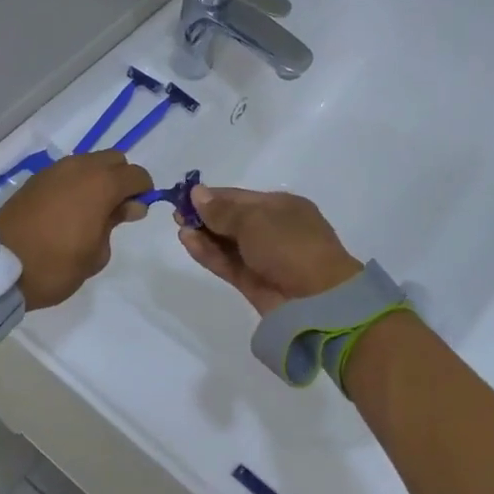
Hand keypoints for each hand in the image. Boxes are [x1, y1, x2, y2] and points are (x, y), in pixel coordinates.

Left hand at [0, 151, 151, 309]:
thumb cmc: (56, 266)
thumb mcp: (97, 254)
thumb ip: (116, 223)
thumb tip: (127, 206)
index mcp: (100, 185)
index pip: (136, 175)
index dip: (143, 192)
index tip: (135, 214)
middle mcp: (78, 168)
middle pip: (113, 159)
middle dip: (121, 179)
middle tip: (115, 211)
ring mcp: (53, 171)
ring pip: (88, 163)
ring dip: (96, 180)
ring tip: (89, 213)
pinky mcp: (35, 180)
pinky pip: (66, 173)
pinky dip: (74, 185)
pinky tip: (67, 212)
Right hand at [178, 186, 362, 314]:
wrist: (317, 300)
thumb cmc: (290, 246)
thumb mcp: (255, 219)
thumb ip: (222, 210)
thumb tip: (197, 193)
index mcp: (282, 207)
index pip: (240, 197)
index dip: (212, 196)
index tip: (184, 196)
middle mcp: (272, 230)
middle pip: (232, 220)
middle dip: (205, 216)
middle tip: (176, 214)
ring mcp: (263, 258)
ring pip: (227, 243)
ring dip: (204, 235)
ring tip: (180, 227)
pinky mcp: (253, 282)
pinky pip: (226, 263)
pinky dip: (208, 253)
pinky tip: (188, 242)